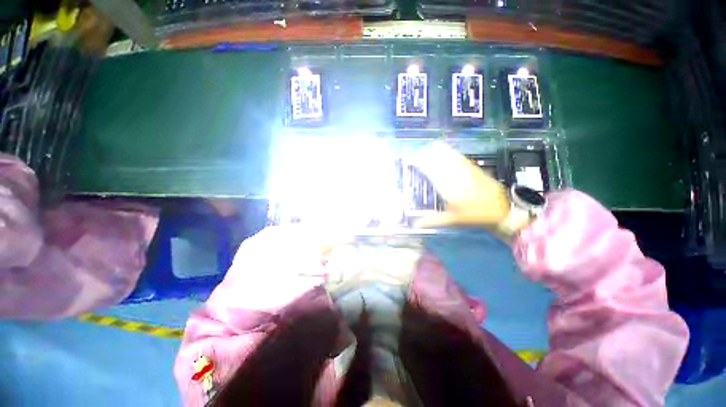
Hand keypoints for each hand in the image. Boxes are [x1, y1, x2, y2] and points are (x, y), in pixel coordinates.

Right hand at [410, 142, 510, 230]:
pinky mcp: (471, 166)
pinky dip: (446, 151)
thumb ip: (432, 221)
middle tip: (414, 158)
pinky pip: (456, 154)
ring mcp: (464, 167)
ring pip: (446, 152)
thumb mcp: (452, 220)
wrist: (501, 209)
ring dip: (433, 151)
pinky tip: (441, 153)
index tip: (408, 163)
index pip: (428, 167)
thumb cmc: (474, 216)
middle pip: (435, 156)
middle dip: (423, 154)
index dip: (416, 162)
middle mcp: (454, 172)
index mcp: (447, 185)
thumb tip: (414, 224)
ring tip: (424, 153)